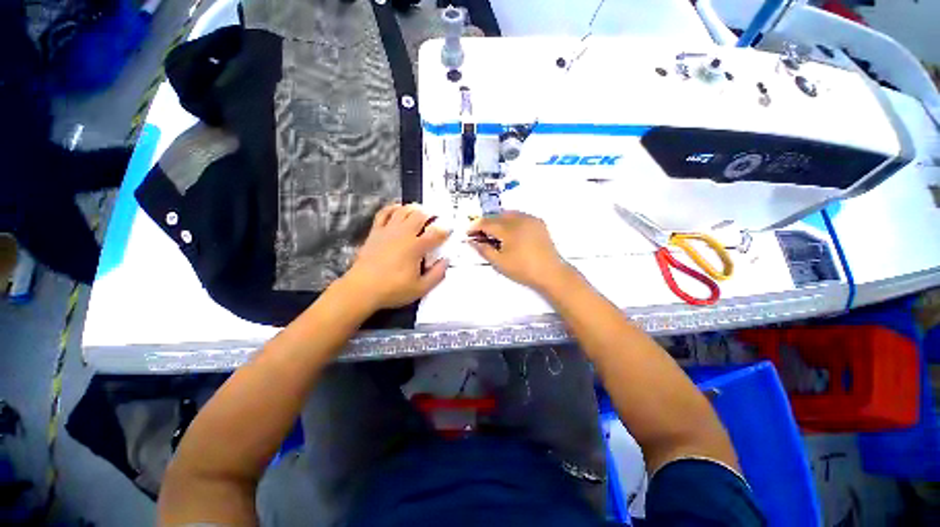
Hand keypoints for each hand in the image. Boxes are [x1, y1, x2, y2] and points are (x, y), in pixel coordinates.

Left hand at [341, 203, 450, 310]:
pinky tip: (398, 208)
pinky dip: (393, 208)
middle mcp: (403, 234)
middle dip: (431, 214)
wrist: (361, 289)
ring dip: (414, 208)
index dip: (445, 230)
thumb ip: (437, 274)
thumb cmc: (393, 290)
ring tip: (421, 211)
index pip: (436, 233)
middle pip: (420, 215)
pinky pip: (384, 213)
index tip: (450, 231)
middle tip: (436, 218)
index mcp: (416, 247)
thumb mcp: (421, 288)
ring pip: (403, 210)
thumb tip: (446, 261)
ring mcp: (388, 231)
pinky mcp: (375, 232)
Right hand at [467, 211, 570, 291]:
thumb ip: (483, 249)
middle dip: (485, 223)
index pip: (486, 222)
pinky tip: (509, 232)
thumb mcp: (499, 262)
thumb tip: (471, 241)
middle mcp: (519, 219)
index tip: (468, 233)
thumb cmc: (523, 269)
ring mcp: (530, 219)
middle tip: (480, 235)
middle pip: (496, 215)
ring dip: (497, 220)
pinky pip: (519, 216)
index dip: (474, 226)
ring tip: (493, 234)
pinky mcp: (538, 222)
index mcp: (508, 228)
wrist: (550, 272)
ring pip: (508, 213)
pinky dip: (510, 220)